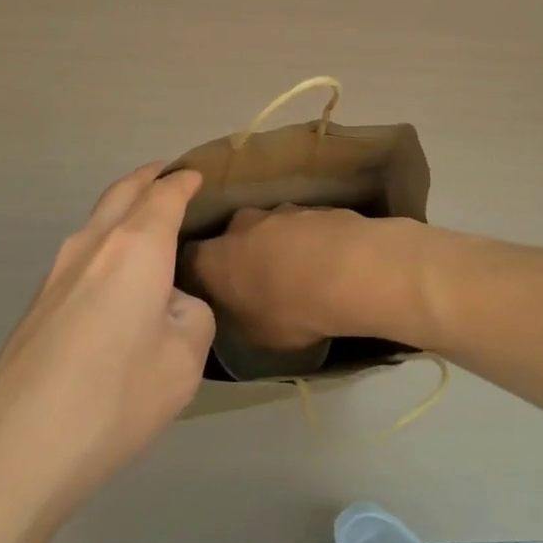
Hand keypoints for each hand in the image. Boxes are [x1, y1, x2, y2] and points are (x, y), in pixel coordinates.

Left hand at [0, 164, 213, 525]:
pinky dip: (107, 244)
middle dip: (148, 178)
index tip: (197, 175)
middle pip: (123, 192)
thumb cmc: (116, 395)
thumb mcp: (184, 359)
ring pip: (97, 221)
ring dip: (124, 210)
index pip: (164, 194)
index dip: (183, 180)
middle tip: (171, 177)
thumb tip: (172, 304)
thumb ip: (192, 315)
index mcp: (136, 246)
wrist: (18, 446)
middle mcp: (93, 244)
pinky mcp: (39, 302)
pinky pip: (82, 254)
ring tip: (148, 225)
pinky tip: (117, 278)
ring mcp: (58, 271)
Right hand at [188, 205, 438, 352]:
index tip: (213, 291)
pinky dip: (311, 242)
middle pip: (233, 237)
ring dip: (279, 246)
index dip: (200, 274)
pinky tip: (330, 264)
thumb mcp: (257, 335)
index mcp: (215, 258)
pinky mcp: (316, 206)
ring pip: (270, 228)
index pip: (191, 259)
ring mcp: (281, 210)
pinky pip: (305, 227)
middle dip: (242, 255)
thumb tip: (239, 312)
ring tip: (301, 274)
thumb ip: (239, 319)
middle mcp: (241, 225)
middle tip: (259, 283)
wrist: (352, 271)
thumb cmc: (292, 310)